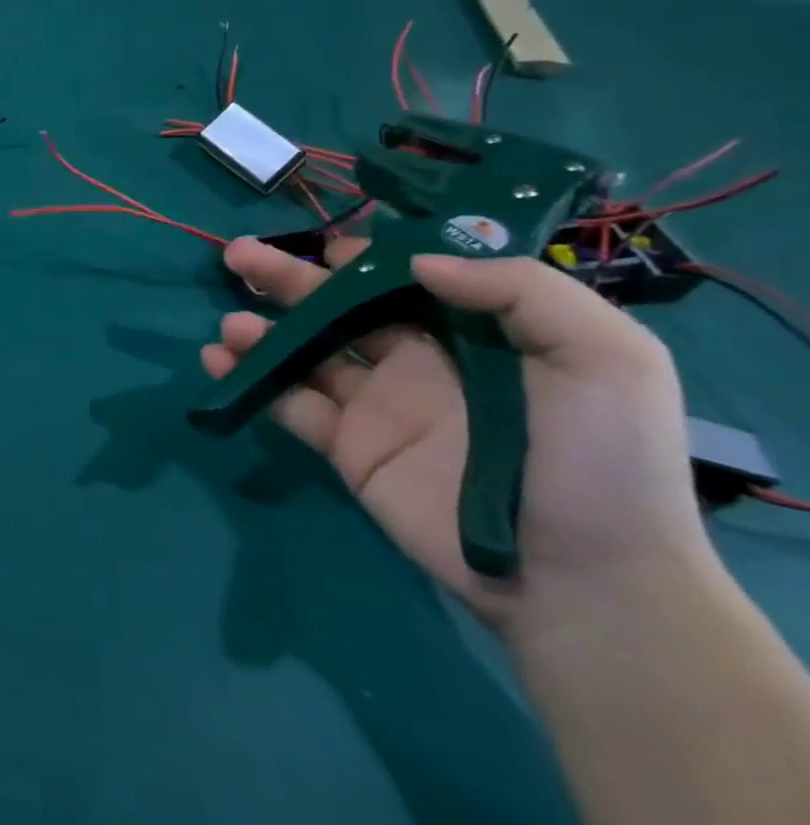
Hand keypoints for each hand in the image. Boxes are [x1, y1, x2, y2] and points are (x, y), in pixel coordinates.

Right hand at [203, 236, 717, 636]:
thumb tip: (418, 263)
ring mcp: (376, 405)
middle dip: (286, 279)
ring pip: (303, 352)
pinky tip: (217, 361)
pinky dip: (249, 380)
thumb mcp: (606, 358)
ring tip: (232, 325)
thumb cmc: (598, 460)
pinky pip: (288, 403)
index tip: (325, 246)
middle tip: (238, 256)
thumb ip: (522, 291)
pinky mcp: (347, 447)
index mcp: (470, 334)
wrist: (581, 578)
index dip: (361, 257)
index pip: (402, 279)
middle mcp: (415, 362)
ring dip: (261, 331)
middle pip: (337, 308)